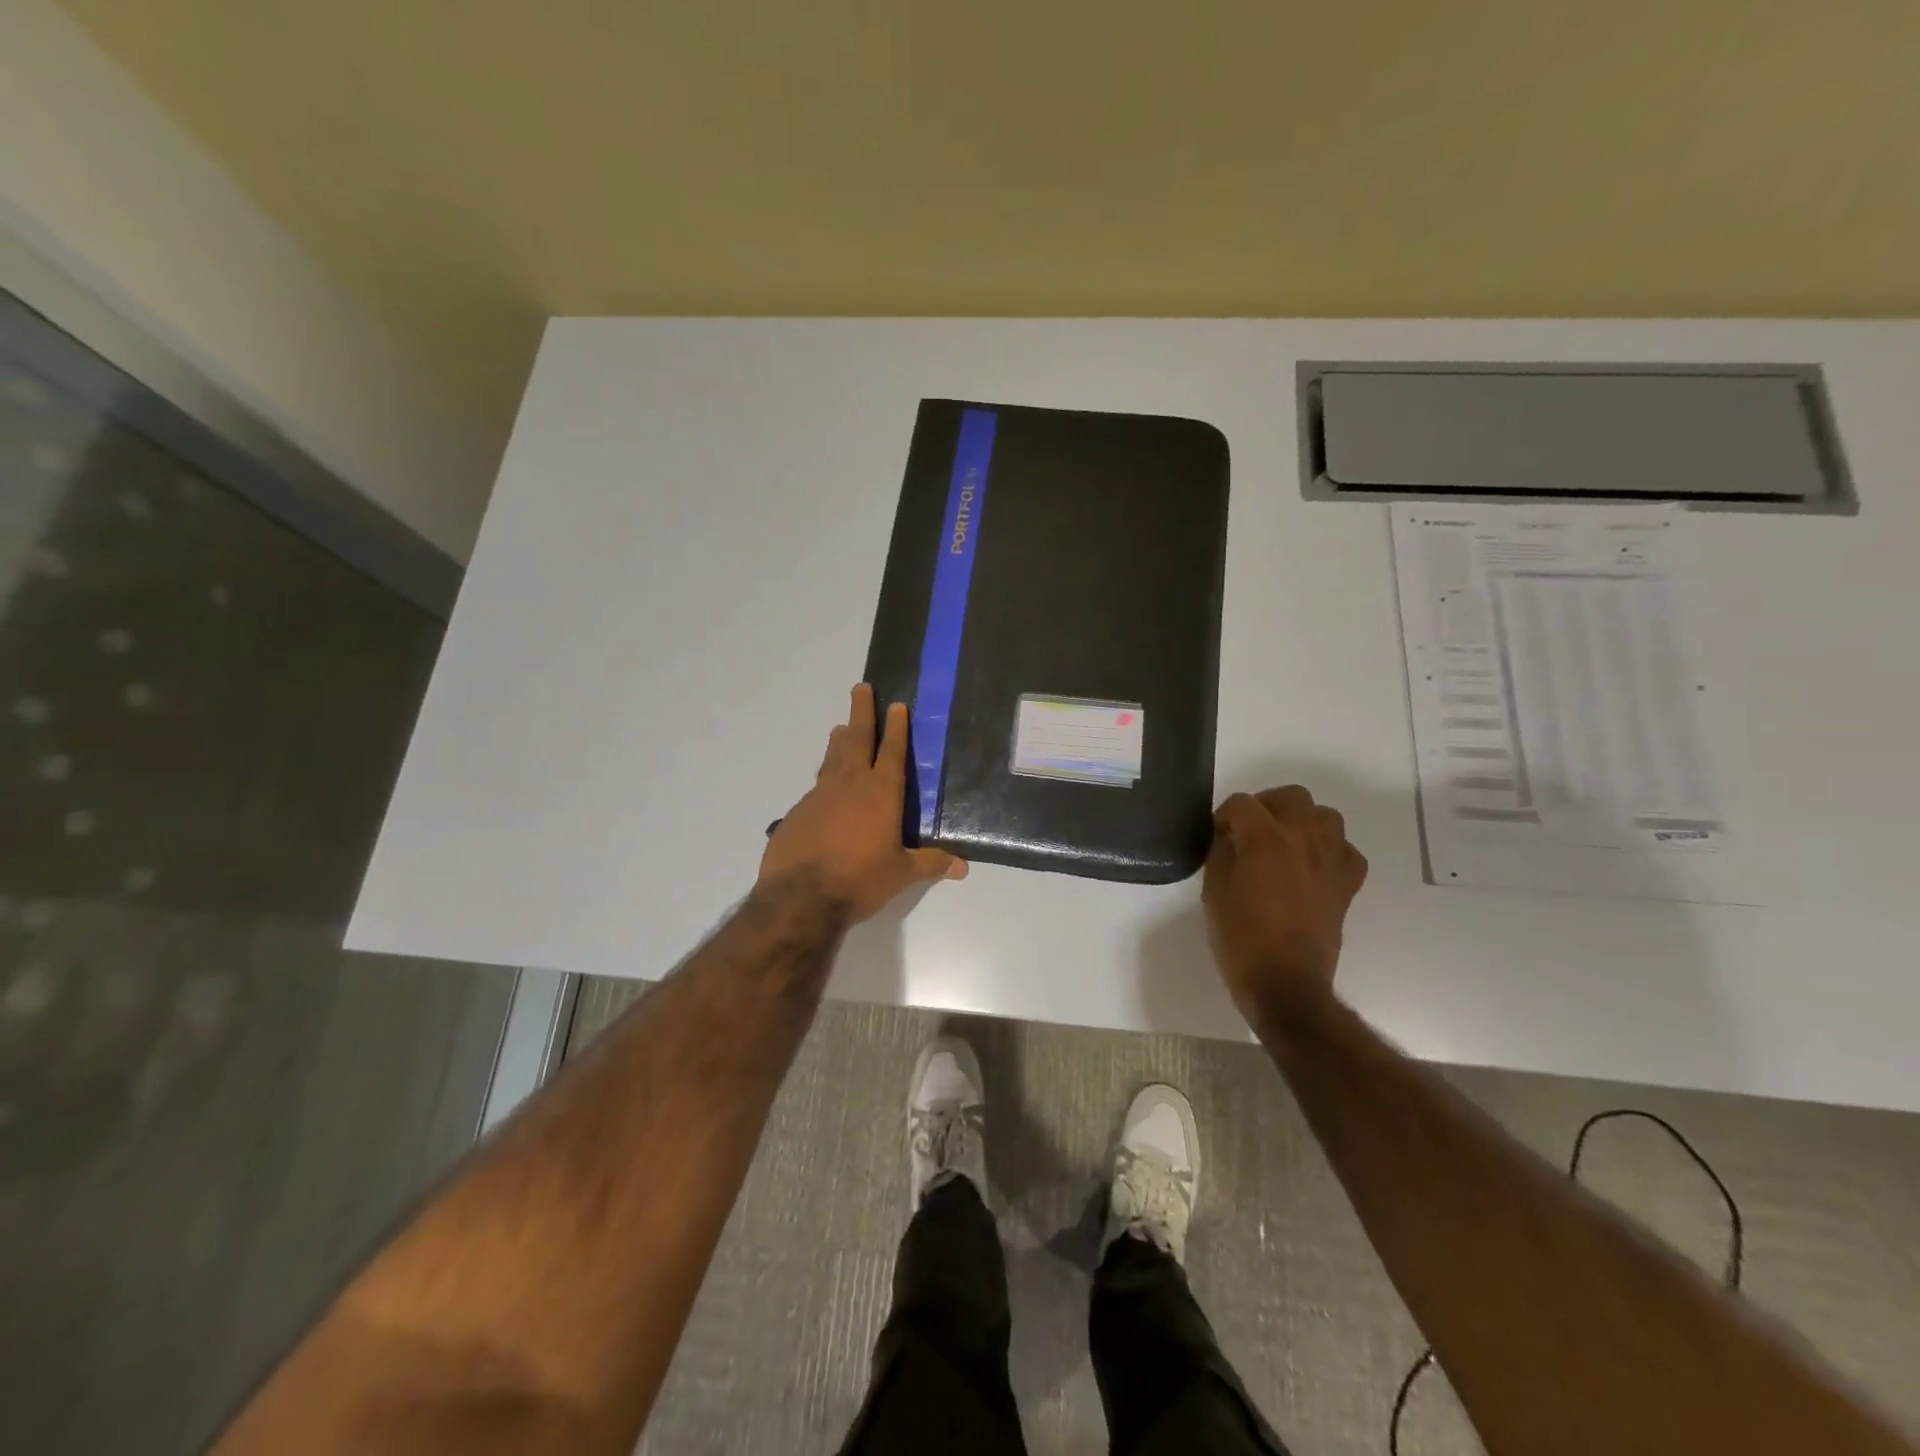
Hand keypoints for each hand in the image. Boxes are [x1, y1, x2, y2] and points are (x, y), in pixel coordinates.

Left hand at [758, 685, 967, 922]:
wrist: (800, 896)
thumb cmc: (860, 880)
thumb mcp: (900, 873)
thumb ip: (930, 864)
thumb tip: (962, 867)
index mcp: (881, 793)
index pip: (891, 751)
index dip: (896, 727)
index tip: (897, 704)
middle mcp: (850, 785)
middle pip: (857, 739)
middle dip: (861, 712)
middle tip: (860, 687)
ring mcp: (820, 795)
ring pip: (832, 758)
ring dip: (839, 741)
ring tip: (841, 727)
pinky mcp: (798, 811)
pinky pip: (816, 787)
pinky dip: (823, 779)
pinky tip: (824, 790)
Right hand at [1202, 786, 1367, 1021]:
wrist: (1285, 983)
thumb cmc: (1240, 938)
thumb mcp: (1214, 891)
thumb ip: (1222, 853)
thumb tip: (1229, 836)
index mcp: (1264, 839)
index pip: (1242, 804)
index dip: (1224, 816)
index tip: (1217, 835)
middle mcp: (1303, 839)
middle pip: (1291, 796)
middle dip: (1267, 806)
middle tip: (1250, 829)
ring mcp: (1331, 860)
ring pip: (1325, 815)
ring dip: (1302, 822)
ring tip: (1284, 843)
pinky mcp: (1348, 883)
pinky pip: (1345, 849)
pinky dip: (1329, 850)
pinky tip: (1311, 866)